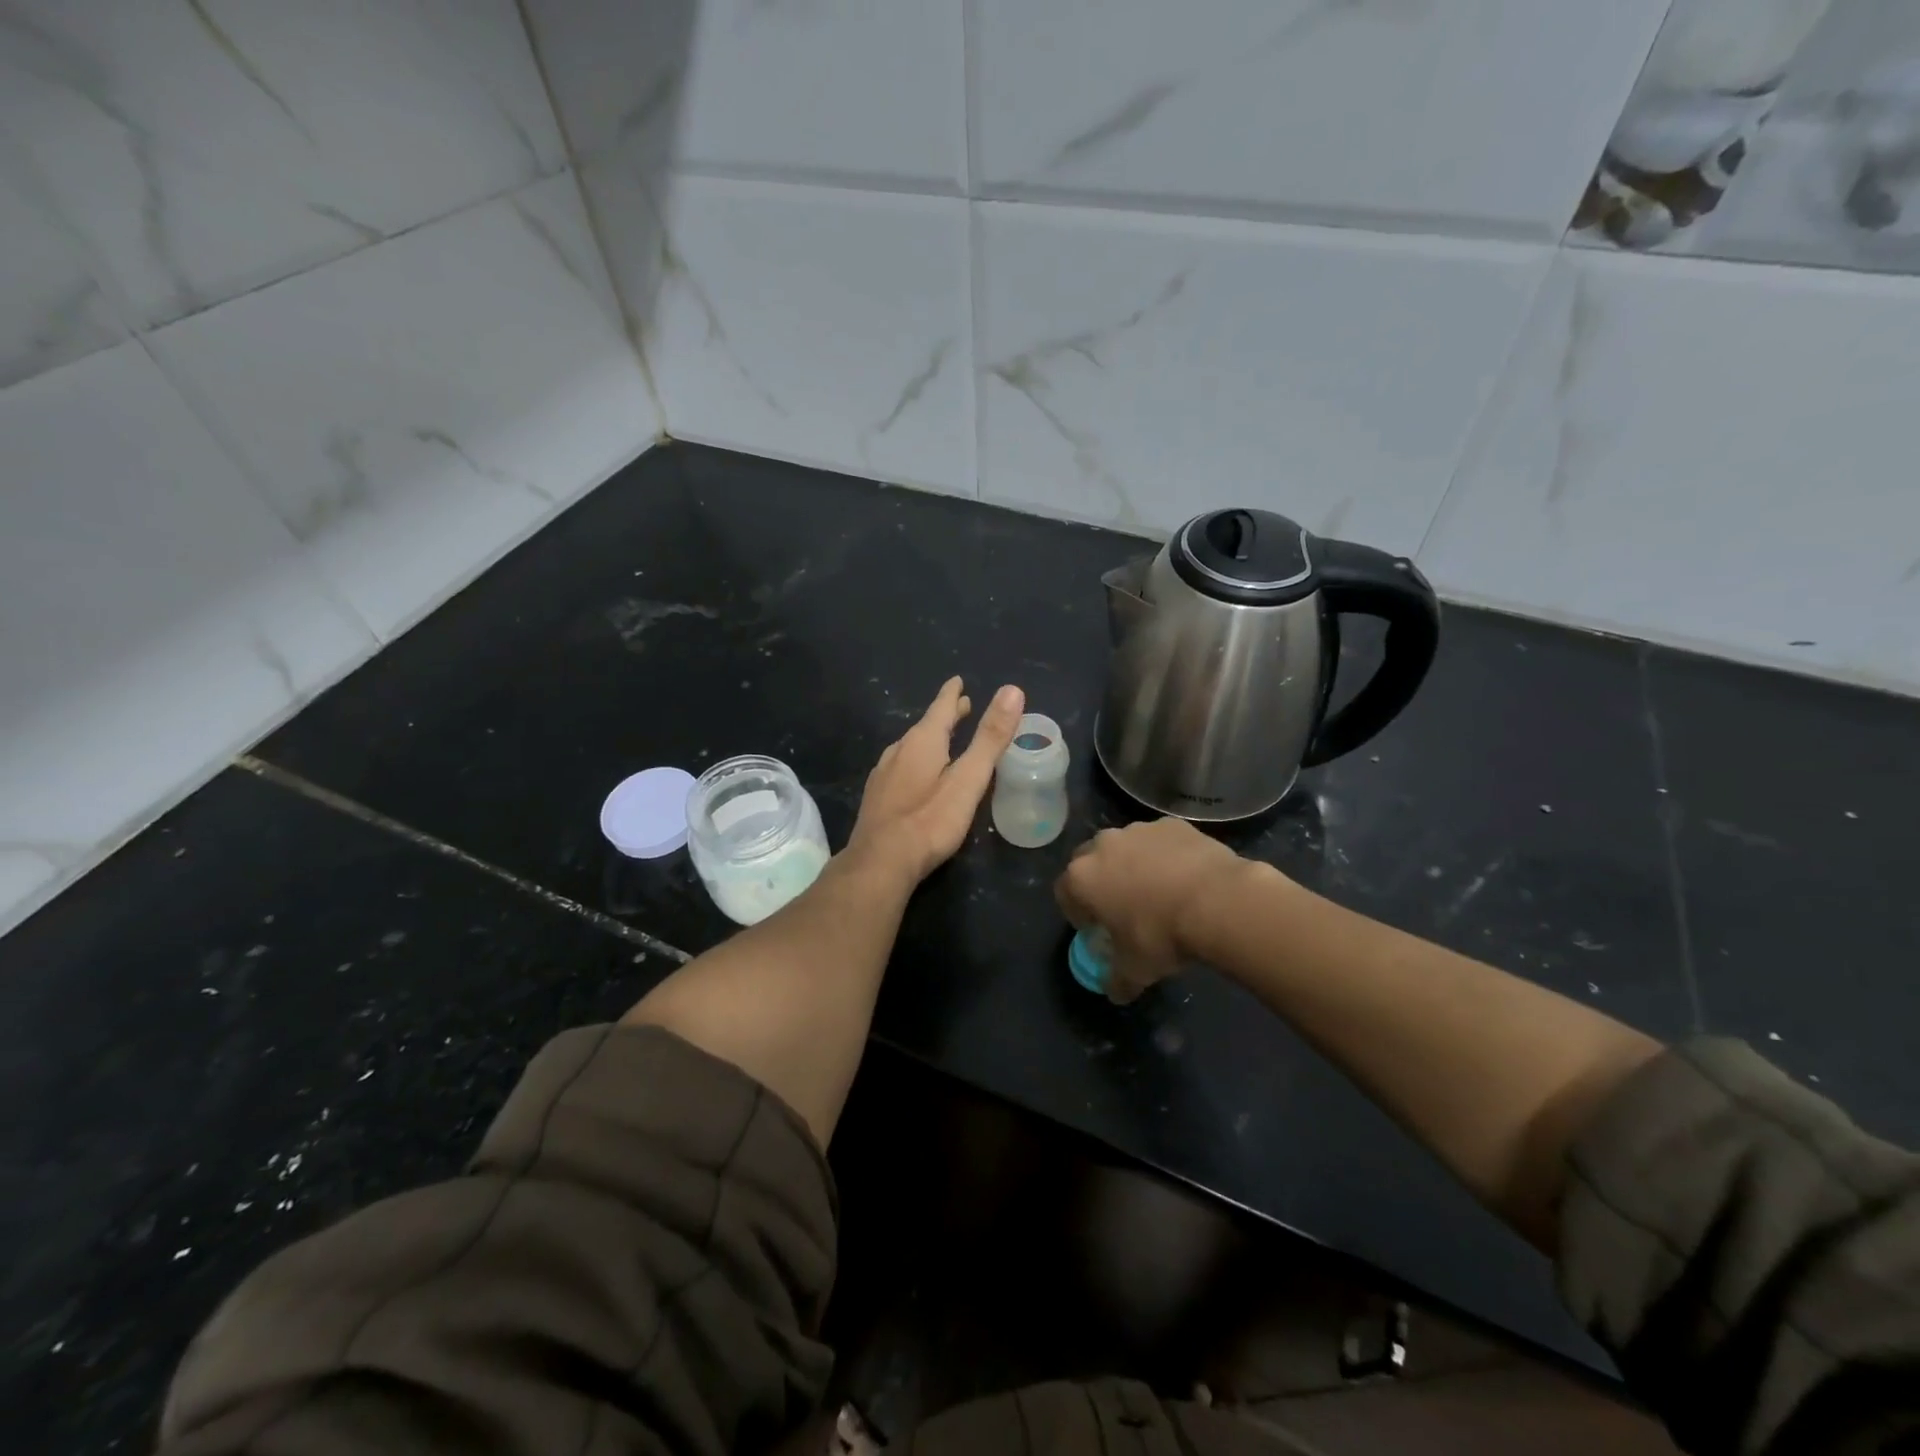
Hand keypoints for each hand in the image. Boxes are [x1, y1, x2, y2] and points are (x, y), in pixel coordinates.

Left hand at [848, 677, 1025, 886]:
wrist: (879, 863)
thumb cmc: (930, 820)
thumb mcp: (969, 779)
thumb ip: (990, 738)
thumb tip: (1012, 690)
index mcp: (922, 742)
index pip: (941, 708)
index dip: (952, 694)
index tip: (958, 680)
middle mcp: (898, 751)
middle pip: (925, 726)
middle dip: (944, 717)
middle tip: (960, 707)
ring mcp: (883, 775)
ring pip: (910, 747)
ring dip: (929, 739)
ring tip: (942, 740)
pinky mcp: (876, 798)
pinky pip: (900, 767)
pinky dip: (915, 761)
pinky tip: (916, 776)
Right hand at [1054, 818, 1245, 1002]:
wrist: (1218, 902)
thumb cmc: (1161, 935)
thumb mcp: (1135, 970)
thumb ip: (1117, 980)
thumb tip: (1115, 992)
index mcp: (1082, 877)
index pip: (1064, 892)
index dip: (1076, 913)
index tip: (1095, 929)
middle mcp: (1103, 845)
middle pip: (1090, 862)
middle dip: (1101, 882)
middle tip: (1123, 907)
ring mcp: (1138, 830)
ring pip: (1126, 847)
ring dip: (1133, 865)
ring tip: (1159, 892)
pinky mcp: (1172, 824)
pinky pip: (1160, 841)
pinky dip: (1166, 856)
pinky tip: (1186, 878)